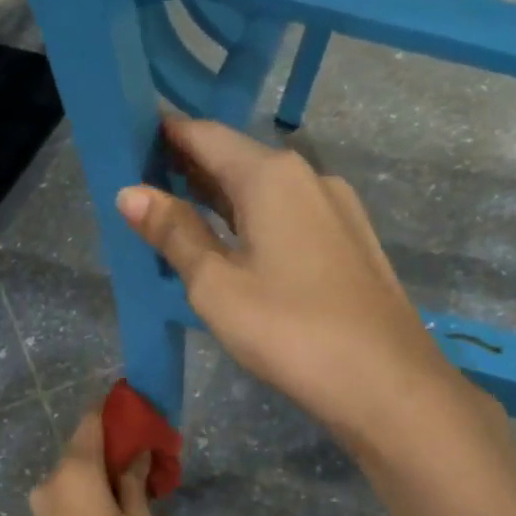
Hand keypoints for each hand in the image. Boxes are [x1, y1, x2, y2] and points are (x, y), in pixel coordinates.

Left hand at [28, 409, 157, 515]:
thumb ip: (134, 482)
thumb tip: (135, 455)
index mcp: (75, 470)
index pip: (91, 420)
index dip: (114, 411)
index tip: (139, 412)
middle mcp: (51, 480)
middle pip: (84, 448)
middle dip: (115, 448)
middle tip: (149, 460)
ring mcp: (43, 506)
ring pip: (77, 476)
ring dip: (104, 476)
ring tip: (139, 492)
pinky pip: (71, 497)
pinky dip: (92, 495)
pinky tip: (118, 513)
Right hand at [117, 116, 463, 453]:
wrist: (386, 381)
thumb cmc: (289, 330)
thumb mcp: (216, 286)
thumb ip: (174, 234)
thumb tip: (129, 192)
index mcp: (271, 175)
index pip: (206, 134)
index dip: (165, 134)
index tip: (129, 141)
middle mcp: (309, 176)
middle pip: (238, 158)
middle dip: (191, 167)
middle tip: (144, 184)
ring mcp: (337, 208)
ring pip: (267, 189)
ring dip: (223, 197)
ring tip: (181, 213)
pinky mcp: (351, 240)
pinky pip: (291, 214)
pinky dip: (256, 219)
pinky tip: (239, 245)